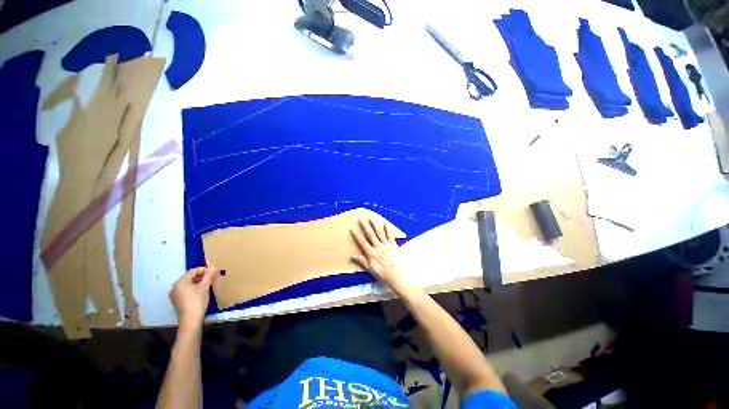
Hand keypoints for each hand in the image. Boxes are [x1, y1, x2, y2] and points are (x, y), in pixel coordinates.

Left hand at [169, 266, 217, 331]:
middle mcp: (175, 287)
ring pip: (188, 284)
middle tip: (212, 278)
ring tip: (208, 285)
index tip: (214, 272)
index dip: (204, 270)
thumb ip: (209, 275)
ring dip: (199, 283)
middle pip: (190, 277)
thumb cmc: (197, 301)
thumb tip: (214, 266)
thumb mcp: (205, 287)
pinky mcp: (177, 301)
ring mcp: (175, 295)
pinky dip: (194, 289)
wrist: (190, 320)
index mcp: (180, 282)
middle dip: (202, 276)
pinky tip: (201, 293)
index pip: (193, 271)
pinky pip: (186, 291)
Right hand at [351, 218, 407, 288]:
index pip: (362, 242)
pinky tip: (385, 224)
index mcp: (371, 253)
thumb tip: (353, 256)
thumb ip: (362, 262)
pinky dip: (388, 229)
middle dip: (365, 226)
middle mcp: (378, 247)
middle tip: (362, 219)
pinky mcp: (394, 245)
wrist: (399, 275)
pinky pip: (390, 235)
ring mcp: (386, 245)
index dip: (357, 235)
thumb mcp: (371, 270)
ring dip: (375, 225)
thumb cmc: (384, 275)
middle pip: (371, 234)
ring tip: (372, 218)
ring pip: (380, 233)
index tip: (352, 228)